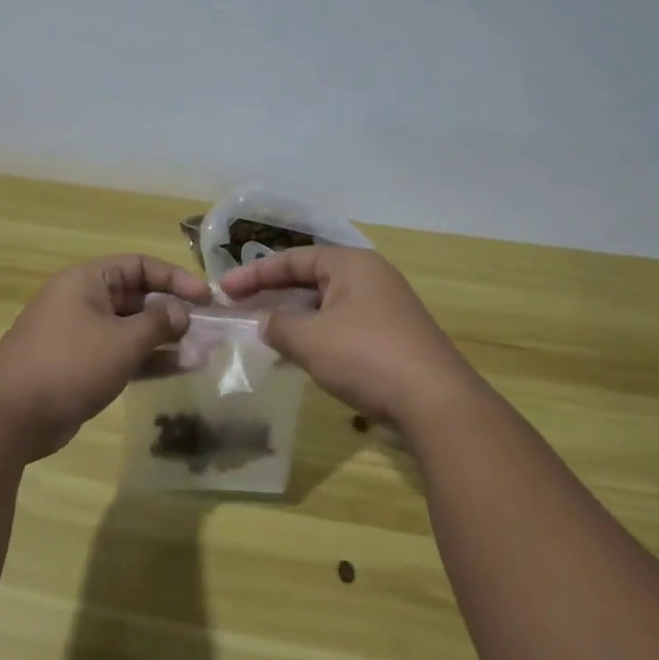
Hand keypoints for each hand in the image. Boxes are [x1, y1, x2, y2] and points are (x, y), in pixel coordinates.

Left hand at [0, 254, 210, 459]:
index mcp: (87, 281)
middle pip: (137, 296)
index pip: (140, 265)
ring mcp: (80, 335)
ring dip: (164, 338)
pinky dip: (147, 360)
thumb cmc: (69, 364)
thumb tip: (180, 313)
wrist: (9, 416)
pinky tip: (179, 370)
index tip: (206, 298)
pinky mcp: (80, 366)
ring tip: (201, 351)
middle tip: (207, 327)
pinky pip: (121, 354)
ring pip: (131, 328)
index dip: (175, 278)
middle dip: (172, 311)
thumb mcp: (121, 340)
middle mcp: (83, 301)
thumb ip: (157, 322)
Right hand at [220, 247, 480, 428]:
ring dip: (295, 317)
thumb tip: (266, 323)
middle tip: (241, 309)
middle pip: (311, 278)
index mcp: (351, 264)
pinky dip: (317, 334)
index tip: (223, 290)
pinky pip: (343, 325)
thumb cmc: (365, 355)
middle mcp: (371, 277)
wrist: (434, 400)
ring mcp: (385, 307)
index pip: (293, 259)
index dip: (254, 274)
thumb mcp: (309, 339)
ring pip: (327, 304)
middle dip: (274, 294)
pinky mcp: (393, 336)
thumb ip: (278, 325)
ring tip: (264, 333)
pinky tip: (301, 355)